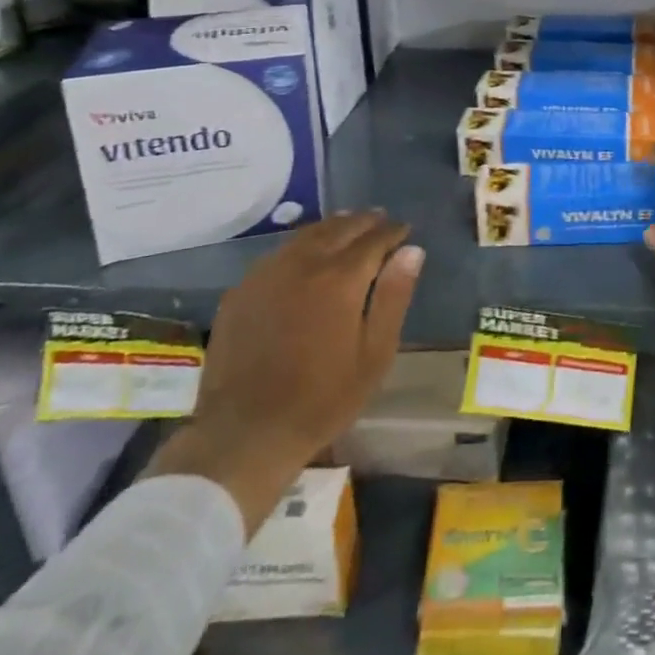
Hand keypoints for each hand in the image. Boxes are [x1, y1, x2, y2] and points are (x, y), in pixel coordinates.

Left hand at [145, 212, 422, 532]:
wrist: (244, 434)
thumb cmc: (321, 400)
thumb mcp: (374, 355)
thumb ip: (394, 297)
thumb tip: (412, 250)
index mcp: (340, 278)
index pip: (374, 239)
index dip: (393, 231)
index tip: (405, 230)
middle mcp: (303, 263)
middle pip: (339, 228)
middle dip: (364, 221)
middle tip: (380, 220)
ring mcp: (267, 273)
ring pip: (307, 235)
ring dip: (332, 228)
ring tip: (348, 229)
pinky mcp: (242, 290)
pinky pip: (279, 254)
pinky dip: (301, 246)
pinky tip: (306, 257)